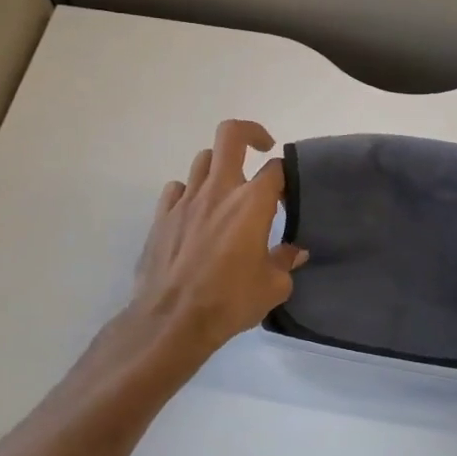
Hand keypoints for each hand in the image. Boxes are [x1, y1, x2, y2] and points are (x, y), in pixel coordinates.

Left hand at [127, 119, 306, 358]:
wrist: (171, 321)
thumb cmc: (229, 301)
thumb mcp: (273, 287)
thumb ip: (286, 261)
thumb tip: (295, 252)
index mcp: (251, 203)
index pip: (276, 168)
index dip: (287, 175)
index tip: (289, 193)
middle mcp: (219, 191)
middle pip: (231, 135)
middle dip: (250, 133)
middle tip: (261, 149)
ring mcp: (186, 201)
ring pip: (203, 159)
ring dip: (220, 166)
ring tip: (229, 189)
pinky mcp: (162, 216)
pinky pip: (177, 188)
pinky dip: (190, 192)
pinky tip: (197, 213)